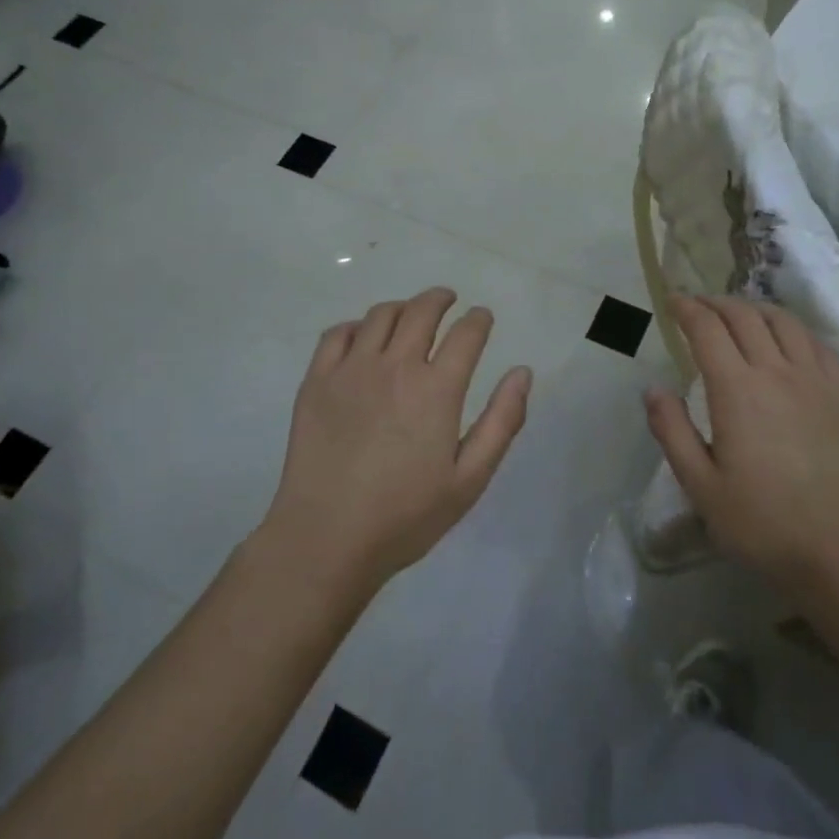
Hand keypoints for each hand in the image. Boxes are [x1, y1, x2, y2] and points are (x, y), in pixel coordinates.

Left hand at [262, 288, 532, 590]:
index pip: (466, 333)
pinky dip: (356, 326)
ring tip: (409, 315)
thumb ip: (502, 421)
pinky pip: (337, 334)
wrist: (326, 539)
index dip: (479, 319)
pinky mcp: (316, 381)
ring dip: (402, 307)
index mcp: (437, 389)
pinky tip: (362, 337)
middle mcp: (396, 366)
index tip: (482, 318)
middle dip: (441, 299)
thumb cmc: (406, 516)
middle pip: (422, 311)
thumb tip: (522, 372)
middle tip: (449, 301)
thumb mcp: (470, 479)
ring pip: (380, 315)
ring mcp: (351, 370)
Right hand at [645, 295, 838, 595]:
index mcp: (737, 390)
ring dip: (755, 309)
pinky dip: (793, 330)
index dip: (687, 309)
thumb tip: (653, 388)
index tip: (672, 301)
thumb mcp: (701, 486)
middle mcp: (777, 372)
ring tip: (739, 314)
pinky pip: (817, 345)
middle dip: (716, 303)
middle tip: (698, 306)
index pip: (707, 329)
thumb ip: (672, 432)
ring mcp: (817, 380)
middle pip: (744, 316)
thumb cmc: (763, 524)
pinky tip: (787, 341)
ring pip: (784, 322)